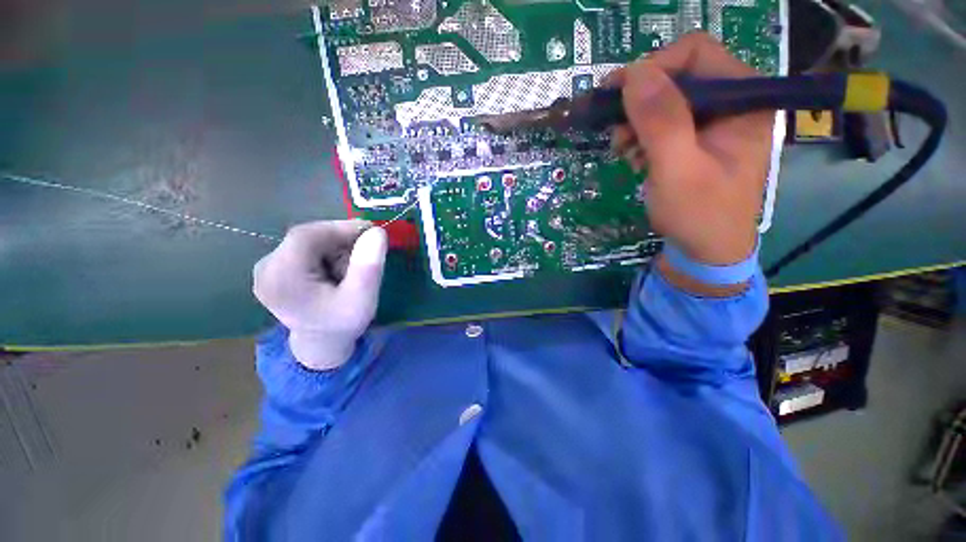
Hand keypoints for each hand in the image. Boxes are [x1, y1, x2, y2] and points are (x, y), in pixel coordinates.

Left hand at [253, 220, 387, 370]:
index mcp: (281, 279)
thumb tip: (377, 232)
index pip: (306, 237)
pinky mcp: (274, 268)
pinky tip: (338, 268)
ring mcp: (266, 268)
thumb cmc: (343, 323)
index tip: (371, 231)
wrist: (322, 343)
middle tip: (367, 251)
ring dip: (335, 247)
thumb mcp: (363, 299)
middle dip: (340, 240)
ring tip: (352, 267)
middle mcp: (265, 269)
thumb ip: (368, 267)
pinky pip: (304, 248)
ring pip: (308, 241)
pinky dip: (327, 251)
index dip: (340, 228)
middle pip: (307, 237)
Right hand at [608, 33, 772, 268]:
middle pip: (676, 76)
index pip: (696, 53)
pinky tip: (635, 159)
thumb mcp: (678, 169)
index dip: (653, 67)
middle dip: (639, 102)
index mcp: (742, 99)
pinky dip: (640, 138)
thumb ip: (661, 122)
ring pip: (663, 101)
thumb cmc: (699, 214)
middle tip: (617, 133)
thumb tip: (634, 74)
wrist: (705, 250)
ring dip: (636, 123)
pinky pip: (661, 123)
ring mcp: (711, 122)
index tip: (616, 95)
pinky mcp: (694, 139)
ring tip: (624, 151)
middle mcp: (730, 102)